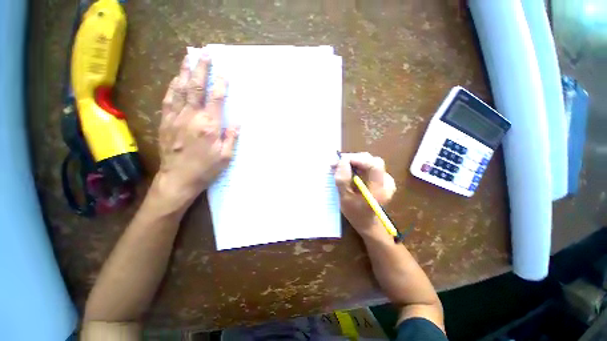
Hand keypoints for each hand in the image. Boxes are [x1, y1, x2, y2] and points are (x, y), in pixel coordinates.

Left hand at [153, 55, 237, 207]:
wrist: (178, 179)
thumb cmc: (205, 169)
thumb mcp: (225, 156)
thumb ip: (232, 137)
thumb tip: (238, 122)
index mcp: (209, 126)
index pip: (216, 99)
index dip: (221, 84)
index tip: (224, 72)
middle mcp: (191, 117)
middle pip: (195, 87)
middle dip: (201, 69)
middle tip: (204, 53)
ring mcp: (175, 118)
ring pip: (180, 89)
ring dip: (185, 72)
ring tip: (189, 57)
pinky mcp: (166, 122)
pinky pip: (168, 99)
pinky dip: (173, 86)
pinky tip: (176, 78)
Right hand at [335, 153, 395, 230]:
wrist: (368, 224)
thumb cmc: (356, 214)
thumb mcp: (345, 199)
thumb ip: (343, 180)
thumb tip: (342, 162)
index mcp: (379, 189)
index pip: (374, 165)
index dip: (357, 159)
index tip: (341, 161)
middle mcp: (386, 181)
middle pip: (371, 160)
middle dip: (352, 159)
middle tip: (336, 164)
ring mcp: (385, 178)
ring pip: (369, 161)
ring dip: (353, 162)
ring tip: (338, 167)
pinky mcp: (381, 178)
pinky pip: (368, 166)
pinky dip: (356, 165)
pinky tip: (347, 170)